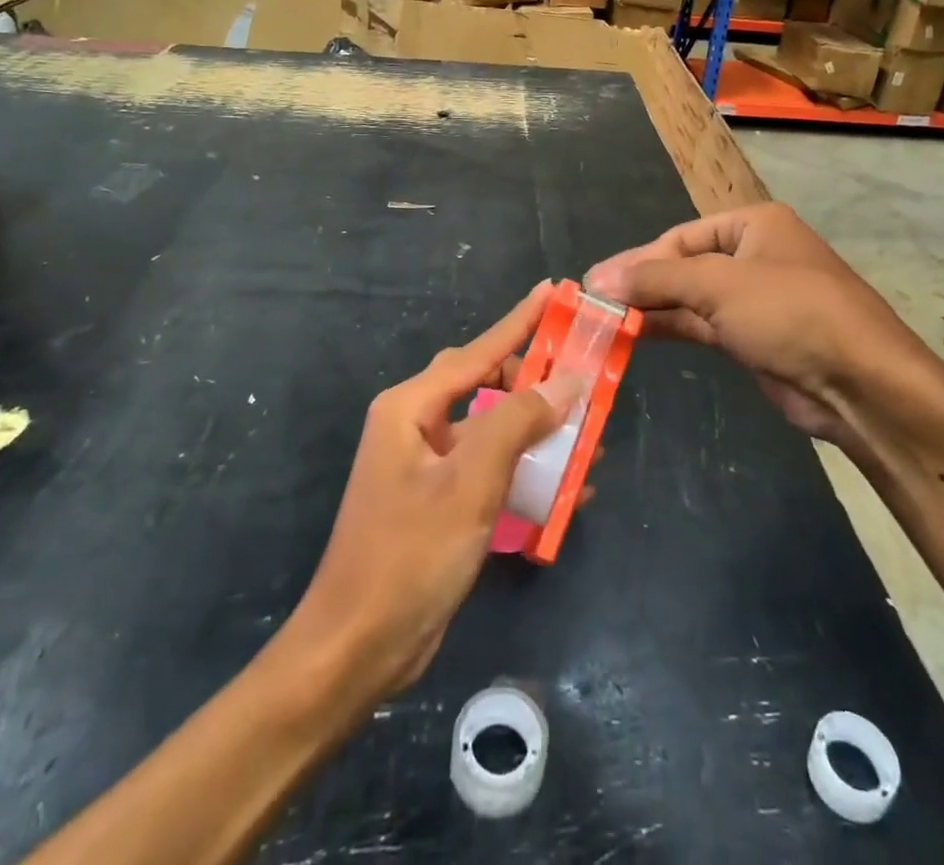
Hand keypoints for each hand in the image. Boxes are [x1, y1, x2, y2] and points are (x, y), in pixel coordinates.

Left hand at [292, 282, 583, 700]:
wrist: (356, 652)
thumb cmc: (409, 557)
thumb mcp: (470, 483)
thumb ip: (518, 423)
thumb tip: (568, 380)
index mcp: (411, 408)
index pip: (477, 351)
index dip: (519, 321)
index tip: (554, 292)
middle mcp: (416, 426)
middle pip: (485, 383)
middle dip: (535, 381)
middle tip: (582, 377)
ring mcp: (426, 465)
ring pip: (492, 428)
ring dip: (537, 431)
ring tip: (588, 434)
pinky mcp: (438, 501)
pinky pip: (489, 467)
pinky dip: (524, 469)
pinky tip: (565, 486)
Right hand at [584, 203, 943, 450]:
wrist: (861, 384)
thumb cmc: (791, 313)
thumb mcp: (718, 285)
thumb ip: (655, 280)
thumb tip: (597, 278)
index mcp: (754, 224)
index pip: (680, 237)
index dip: (638, 259)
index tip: (596, 282)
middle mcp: (754, 256)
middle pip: (684, 266)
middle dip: (642, 285)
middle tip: (593, 304)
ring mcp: (755, 300)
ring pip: (691, 299)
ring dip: (652, 310)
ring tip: (604, 323)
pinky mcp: (754, 340)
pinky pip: (702, 327)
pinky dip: (671, 330)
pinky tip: (635, 337)